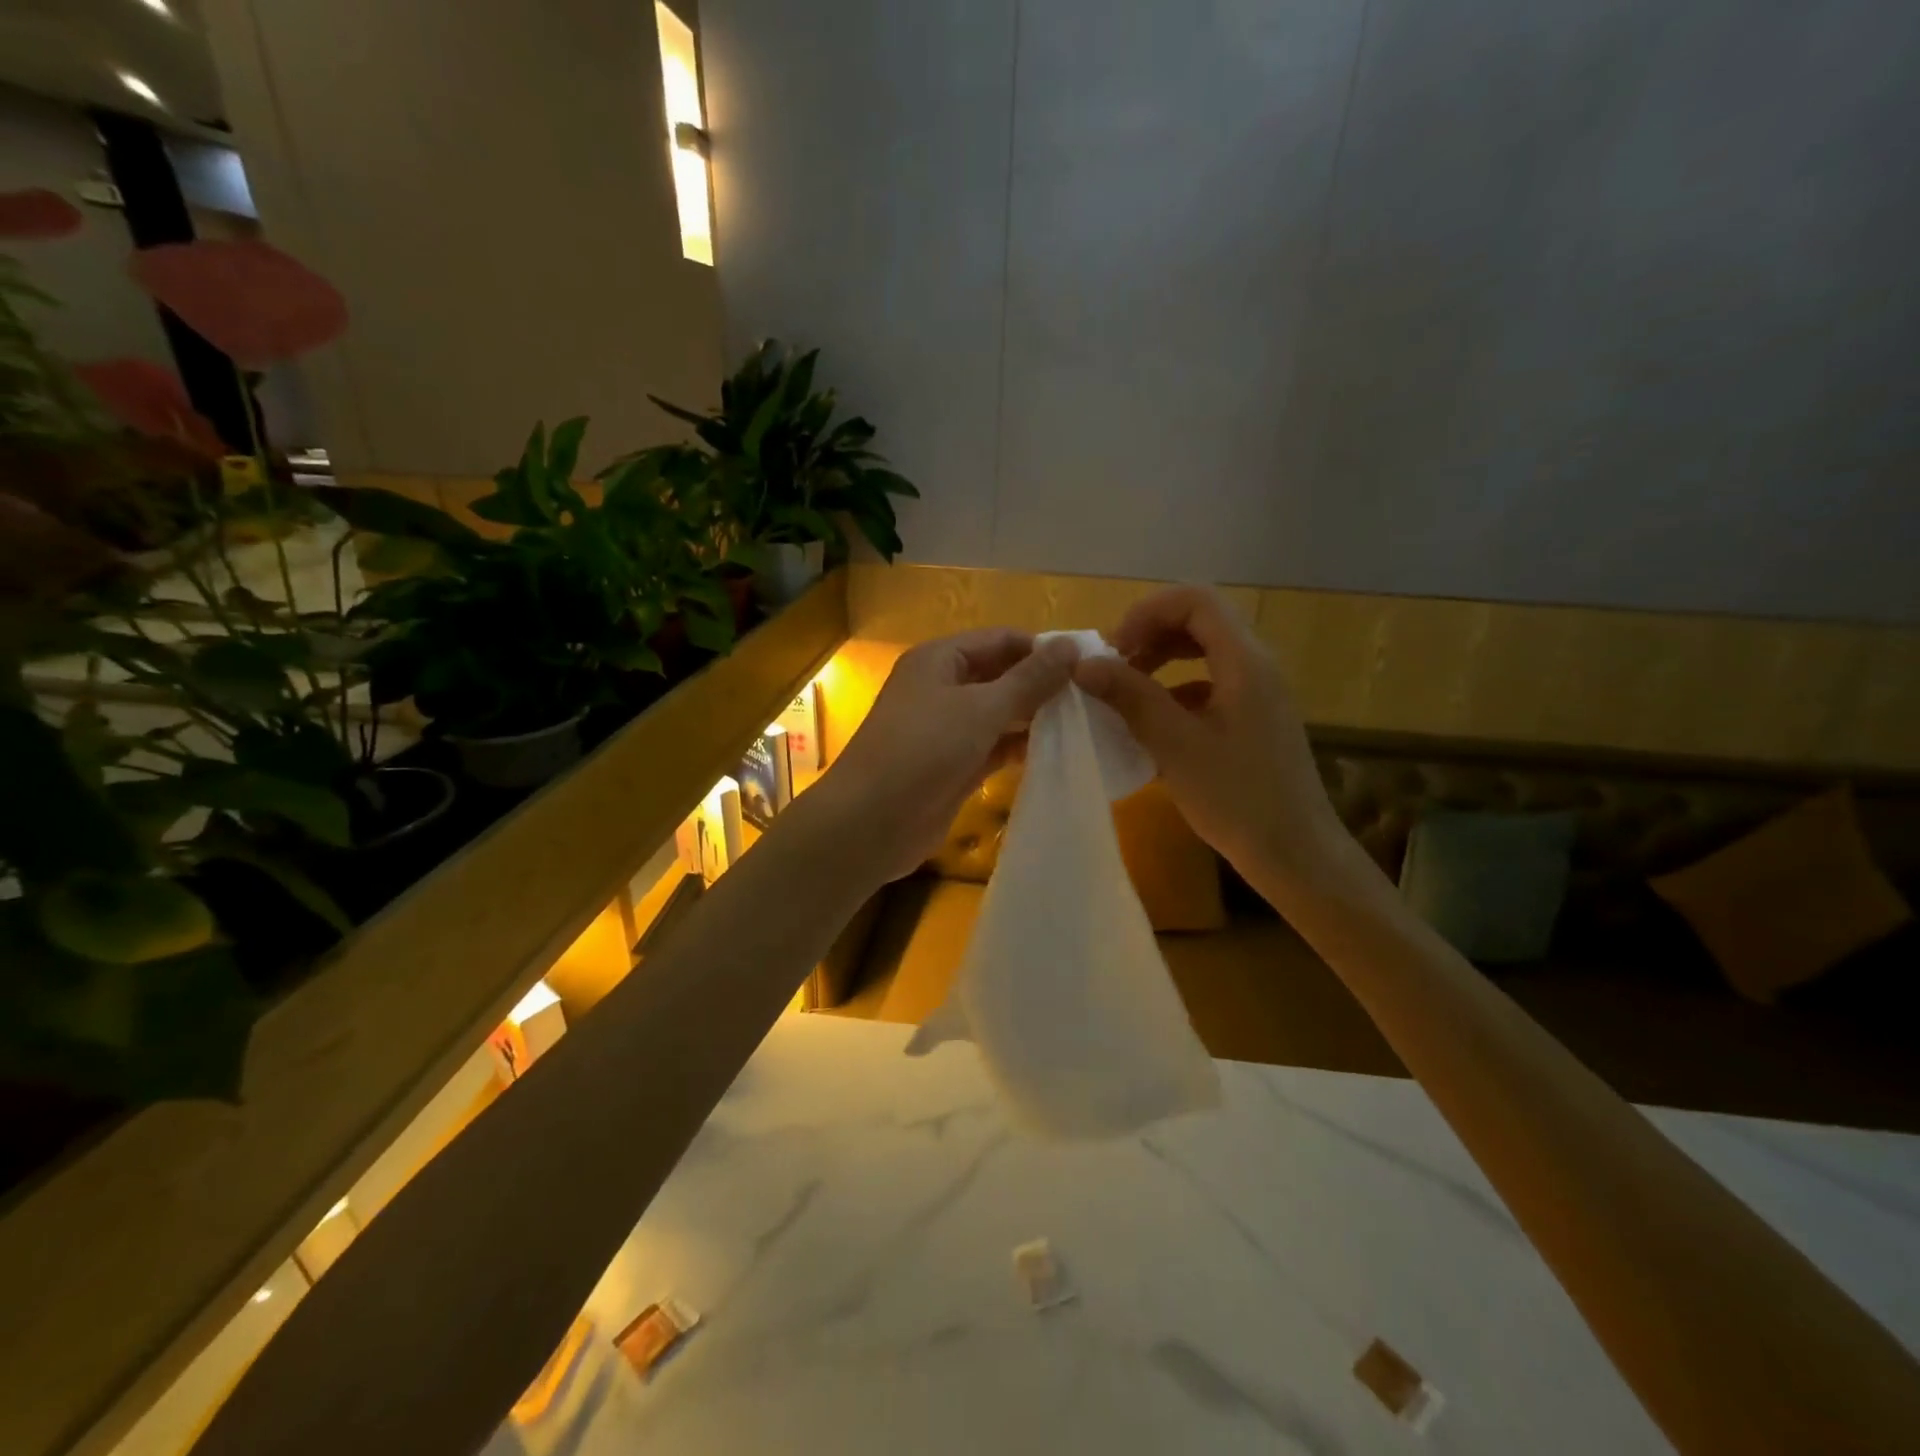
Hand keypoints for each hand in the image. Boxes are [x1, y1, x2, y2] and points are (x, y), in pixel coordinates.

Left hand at [815, 629, 1079, 884]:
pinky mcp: (953, 766)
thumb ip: (1029, 679)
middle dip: (1041, 684)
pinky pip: (993, 747)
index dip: (1042, 649)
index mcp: (940, 659)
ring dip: (1034, 718)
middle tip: (1094, 697)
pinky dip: (1020, 747)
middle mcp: (941, 687)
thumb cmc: (923, 751)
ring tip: (1085, 723)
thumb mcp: (981, 708)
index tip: (1088, 665)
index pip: (1000, 640)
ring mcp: (947, 729)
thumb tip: (1070, 645)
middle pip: (1001, 675)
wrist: (871, 822)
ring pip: (999, 714)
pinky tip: (1056, 752)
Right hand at [1073, 586, 1356, 895]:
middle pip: (1198, 621)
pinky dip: (1174, 690)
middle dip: (1149, 634)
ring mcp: (1256, 692)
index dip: (1147, 612)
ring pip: (1202, 652)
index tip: (1112, 648)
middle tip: (1111, 668)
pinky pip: (1208, 684)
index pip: (1195, 600)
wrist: (1294, 853)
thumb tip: (1083, 664)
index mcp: (1243, 661)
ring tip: (1122, 692)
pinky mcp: (1252, 719)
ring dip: (1159, 662)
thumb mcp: (1175, 745)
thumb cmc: (1236, 797)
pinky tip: (1150, 724)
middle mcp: (1255, 665)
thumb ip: (1130, 697)